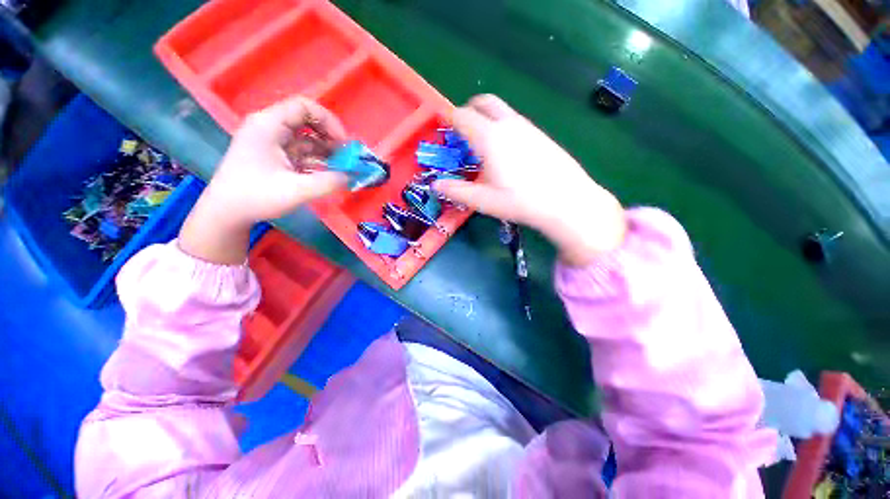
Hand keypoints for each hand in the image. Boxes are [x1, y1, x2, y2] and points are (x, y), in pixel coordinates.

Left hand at [179, 96, 348, 264]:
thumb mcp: (297, 190)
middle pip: (306, 121)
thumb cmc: (256, 197)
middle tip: (345, 157)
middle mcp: (269, 128)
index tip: (344, 144)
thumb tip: (352, 176)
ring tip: (341, 168)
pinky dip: (317, 160)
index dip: (328, 121)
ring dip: (326, 151)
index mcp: (268, 125)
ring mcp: (271, 142)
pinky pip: (301, 152)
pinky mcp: (274, 156)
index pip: (303, 107)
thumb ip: (329, 182)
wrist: (226, 213)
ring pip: (305, 138)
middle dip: (330, 137)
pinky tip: (328, 173)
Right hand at [434, 95, 625, 265]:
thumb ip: (456, 190)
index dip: (450, 120)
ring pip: (502, 111)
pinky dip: (503, 127)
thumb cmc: (520, 201)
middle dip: (469, 110)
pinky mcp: (541, 135)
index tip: (444, 130)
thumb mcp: (483, 200)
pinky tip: (507, 153)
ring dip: (487, 119)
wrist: (566, 201)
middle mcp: (508, 124)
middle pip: (485, 102)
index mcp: (490, 138)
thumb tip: (435, 185)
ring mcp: (528, 127)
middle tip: (463, 132)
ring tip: (483, 147)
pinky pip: (515, 121)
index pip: (463, 116)